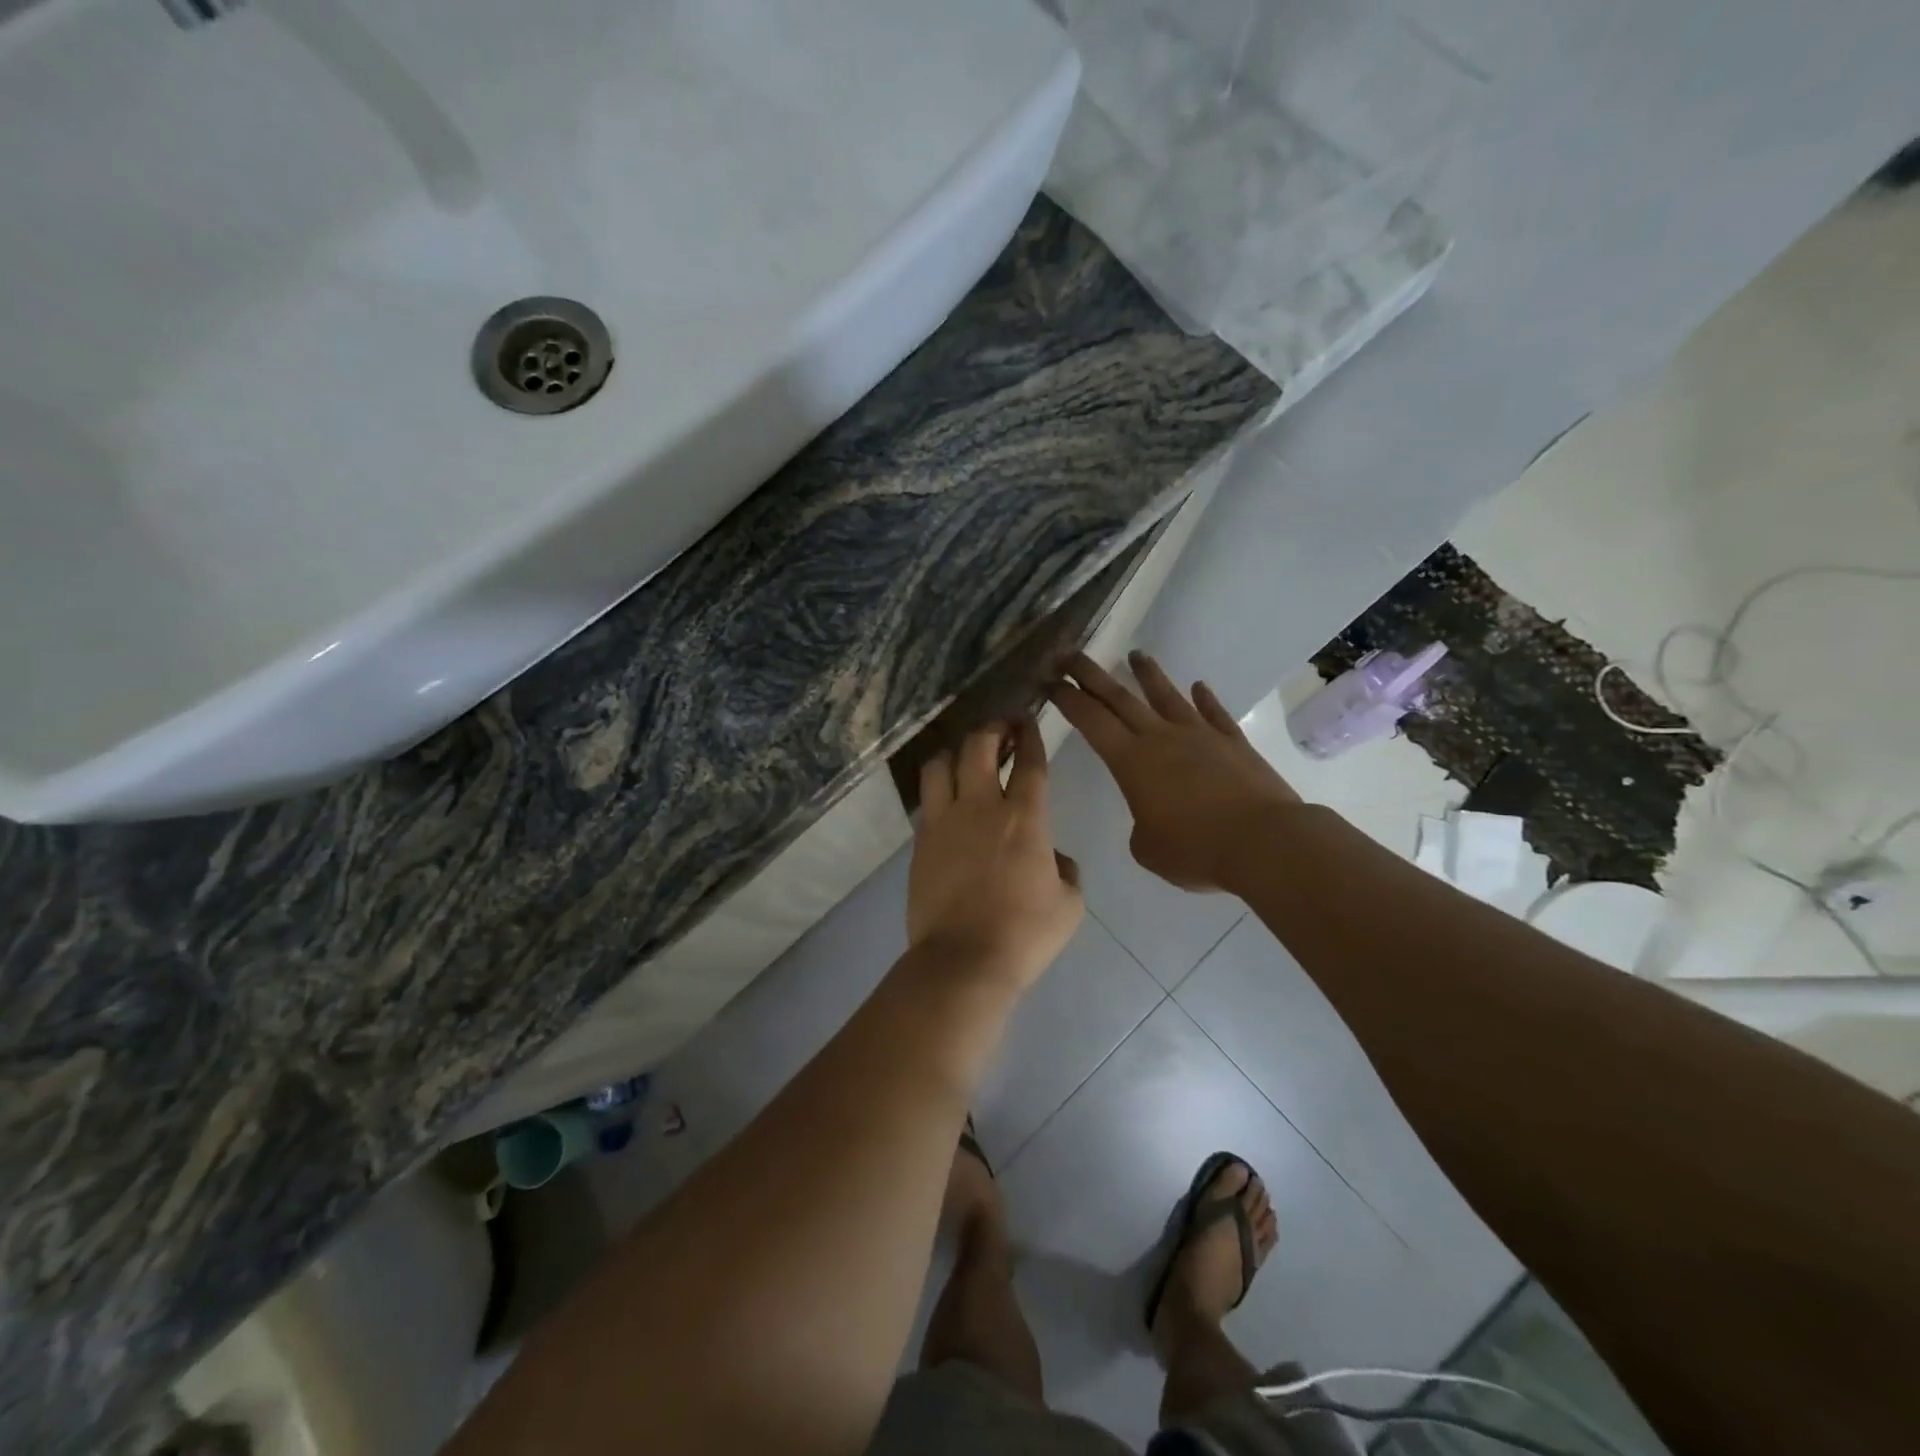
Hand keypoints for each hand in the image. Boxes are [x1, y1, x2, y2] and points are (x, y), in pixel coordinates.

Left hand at [908, 719, 1083, 991]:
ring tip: (966, 757)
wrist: (964, 960)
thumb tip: (1053, 858)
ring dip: (956, 752)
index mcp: (1025, 818)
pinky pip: (926, 800)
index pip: (1030, 761)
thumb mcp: (1069, 904)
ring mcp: (944, 821)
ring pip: (941, 764)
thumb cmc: (1025, 934)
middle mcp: (981, 807)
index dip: (1031, 734)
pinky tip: (947, 798)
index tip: (1030, 720)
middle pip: (979, 746)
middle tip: (1002, 728)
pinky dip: (938, 788)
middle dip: (992, 727)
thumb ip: (1066, 870)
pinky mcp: (921, 841)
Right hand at [1050, 652, 1300, 892]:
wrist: (1264, 842)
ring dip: (1148, 675)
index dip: (1067, 699)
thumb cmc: (1196, 850)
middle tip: (1069, 654)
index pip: (1090, 720)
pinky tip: (1199, 686)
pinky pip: (1215, 714)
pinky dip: (1205, 699)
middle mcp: (1161, 738)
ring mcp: (1200, 736)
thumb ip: (1141, 827)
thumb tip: (1153, 816)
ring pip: (1167, 696)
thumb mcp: (1148, 849)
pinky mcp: (1234, 743)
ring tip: (1136, 654)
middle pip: (1119, 697)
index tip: (1049, 680)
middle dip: (1090, 674)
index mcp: (1131, 761)